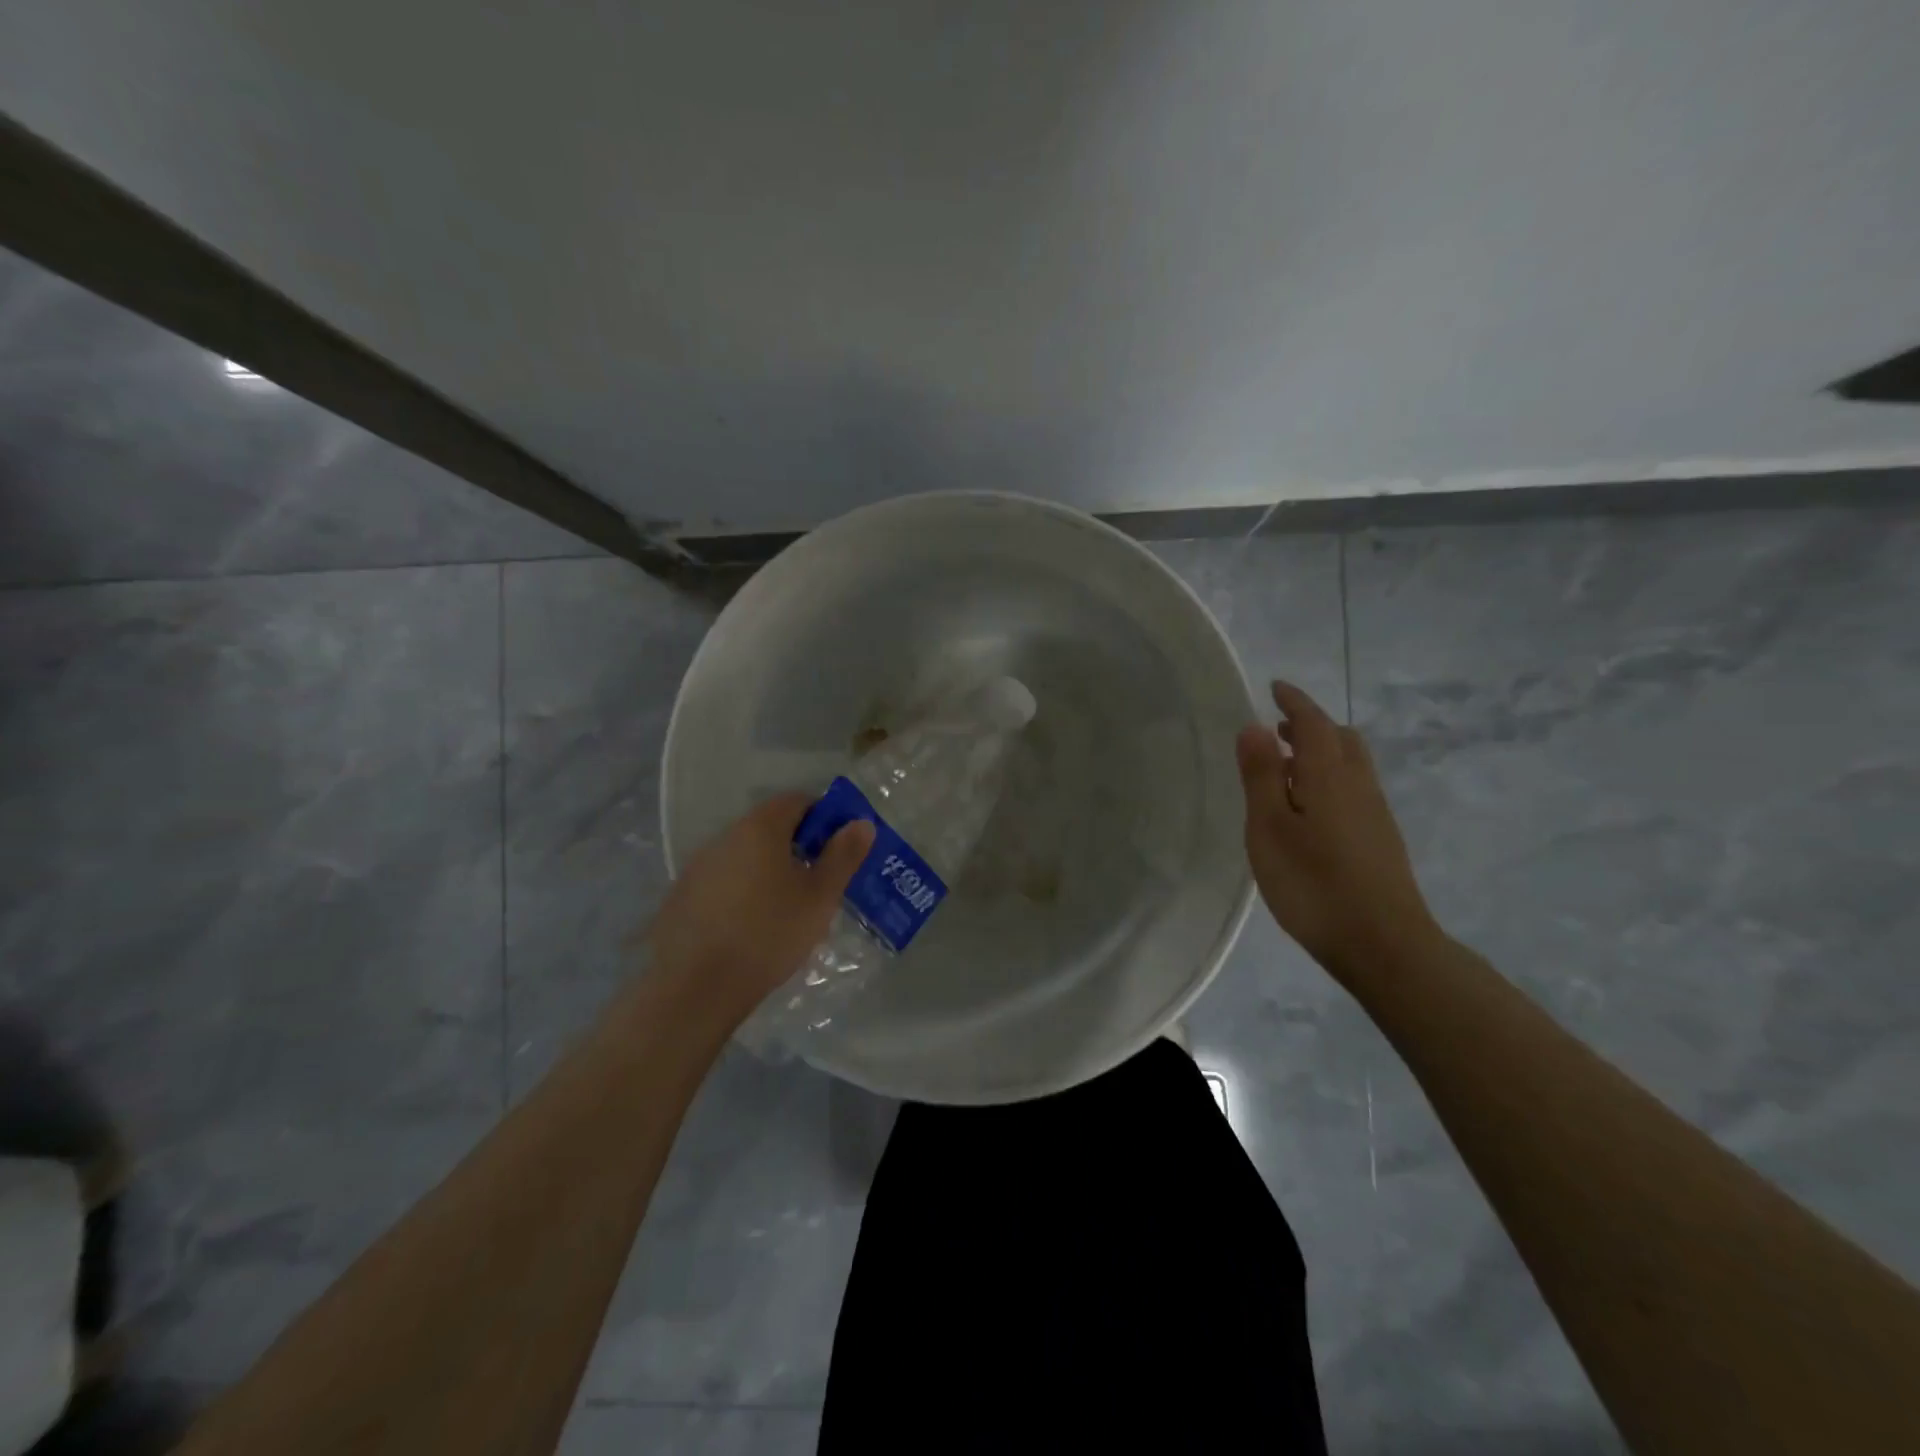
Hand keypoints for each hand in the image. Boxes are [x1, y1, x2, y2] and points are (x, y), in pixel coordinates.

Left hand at [645, 794, 874, 1031]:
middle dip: (798, 846)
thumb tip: (861, 823)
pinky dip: (743, 892)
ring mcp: (698, 867)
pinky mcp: (682, 897)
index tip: (840, 848)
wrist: (696, 987)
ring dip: (769, 870)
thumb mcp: (819, 896)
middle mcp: (725, 837)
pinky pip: (723, 881)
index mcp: (760, 828)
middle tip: (820, 881)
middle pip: (769, 827)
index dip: (824, 817)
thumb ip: (843, 855)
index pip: (797, 801)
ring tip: (788, 908)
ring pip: (745, 856)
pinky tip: (752, 926)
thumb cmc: (769, 933)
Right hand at [1235, 680, 1438, 981]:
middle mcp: (1358, 785)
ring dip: (1320, 752)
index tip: (1275, 687)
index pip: (1313, 723)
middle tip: (1277, 728)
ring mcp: (1375, 813)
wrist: (1384, 944)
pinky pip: (1354, 788)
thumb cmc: (1314, 883)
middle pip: (1340, 739)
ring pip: (1350, 764)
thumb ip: (1261, 776)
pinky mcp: (1380, 839)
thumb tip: (1254, 727)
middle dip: (1310, 725)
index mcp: (1328, 776)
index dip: (1294, 701)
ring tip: (1286, 767)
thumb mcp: (1270, 828)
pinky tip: (1310, 808)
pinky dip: (1329, 777)